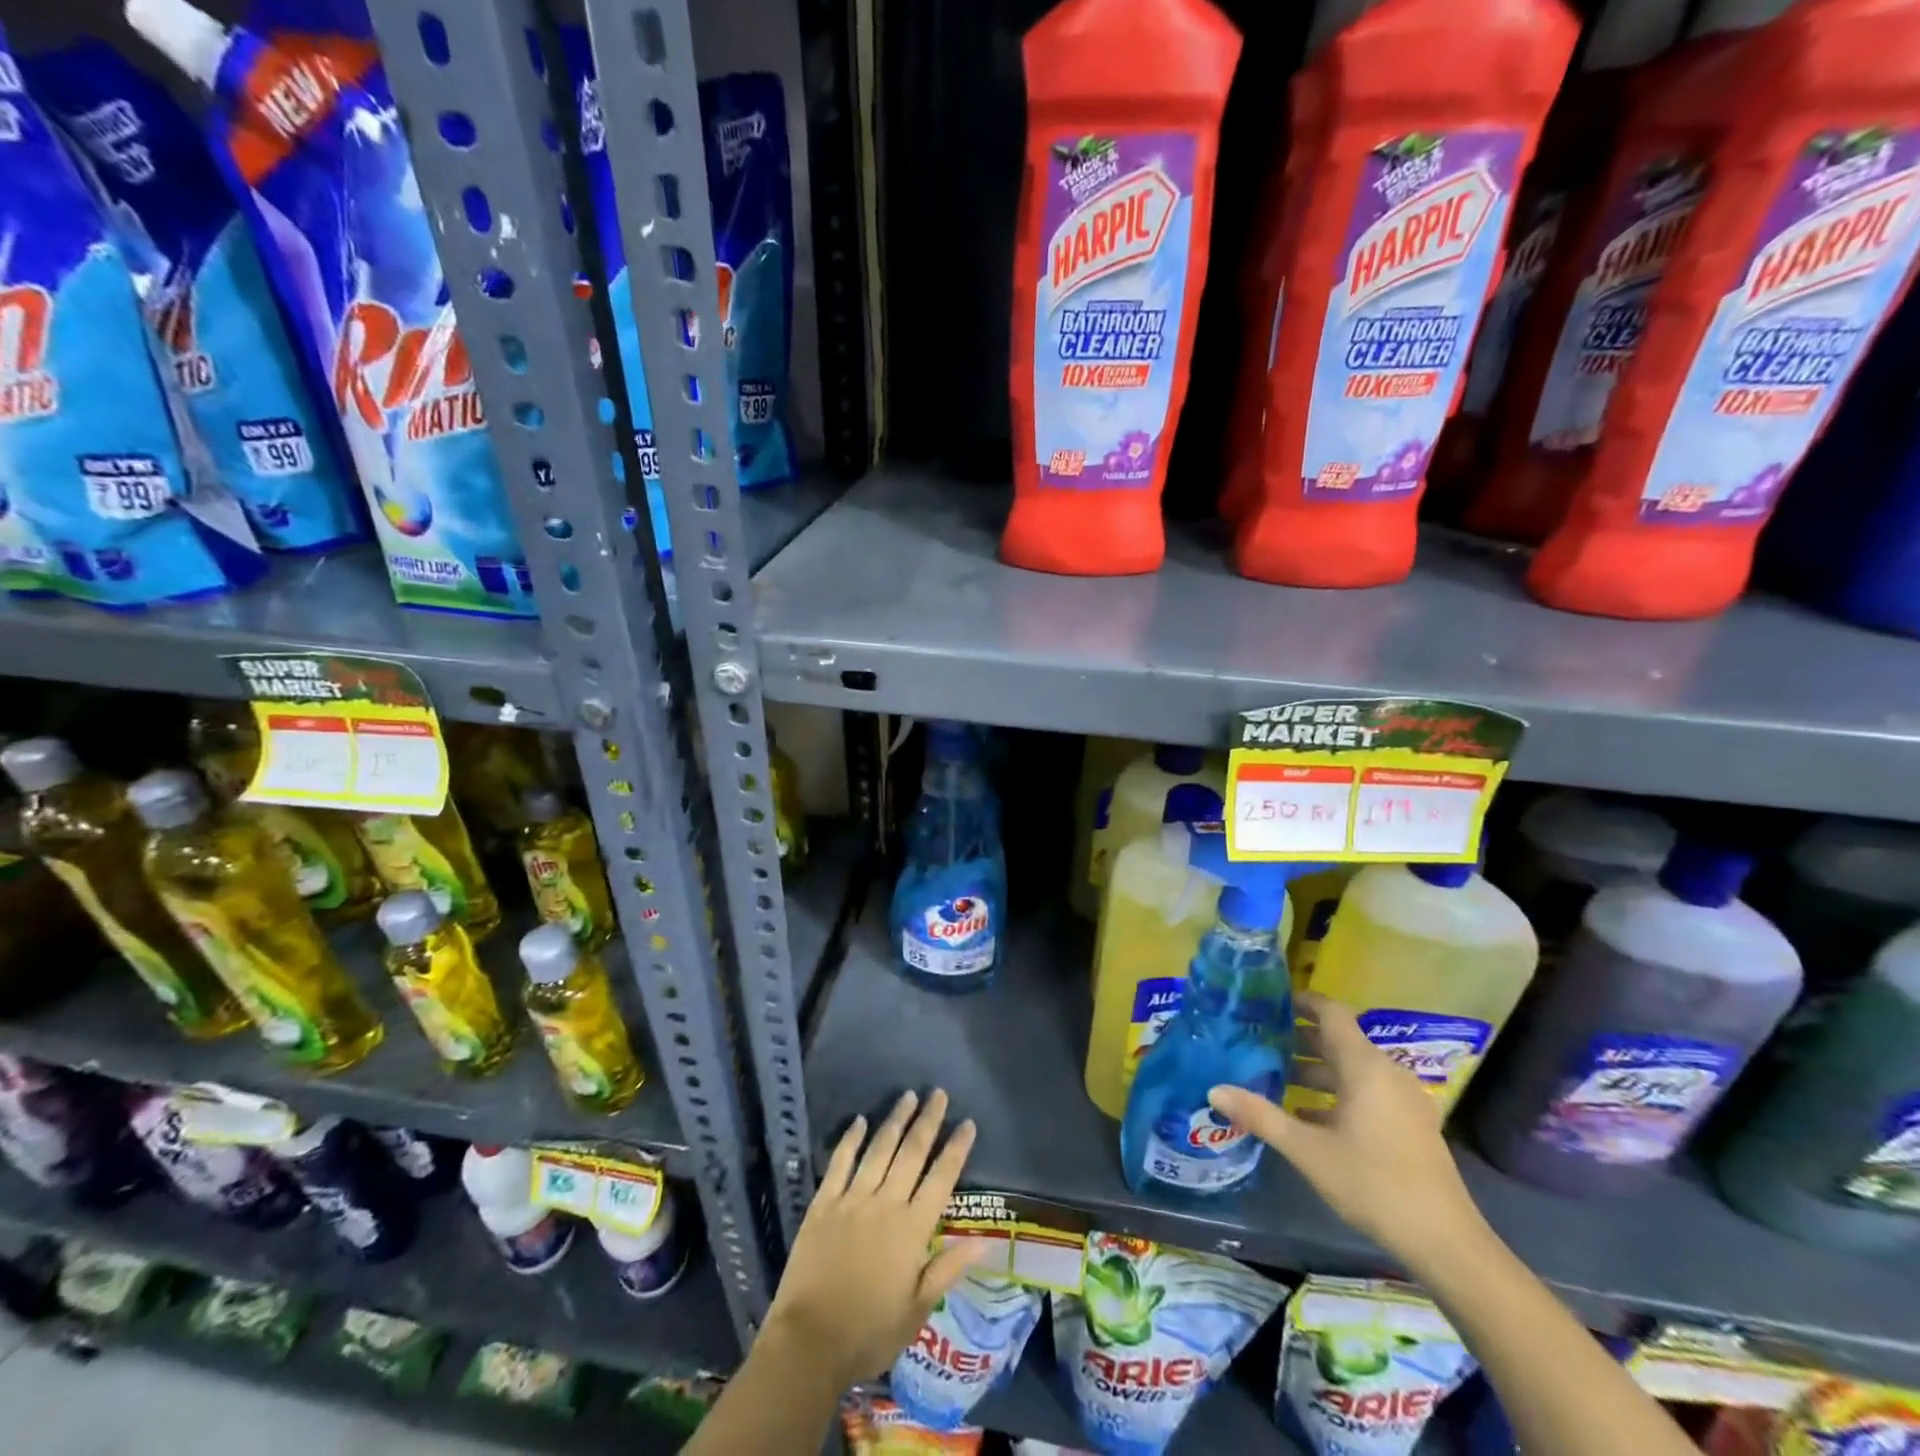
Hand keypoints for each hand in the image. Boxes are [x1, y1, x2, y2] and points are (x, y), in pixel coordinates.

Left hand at [763, 1088, 985, 1388]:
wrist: (809, 1343)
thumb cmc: (869, 1332)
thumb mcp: (917, 1310)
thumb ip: (947, 1269)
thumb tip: (984, 1241)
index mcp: (912, 1229)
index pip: (941, 1179)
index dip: (956, 1149)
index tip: (967, 1123)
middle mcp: (885, 1204)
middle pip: (912, 1153)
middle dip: (928, 1121)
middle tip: (938, 1093)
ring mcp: (852, 1200)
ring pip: (879, 1149)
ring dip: (895, 1120)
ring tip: (908, 1096)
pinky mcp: (823, 1204)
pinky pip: (840, 1163)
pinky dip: (851, 1139)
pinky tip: (860, 1120)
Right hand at [1208, 992, 1486, 1275]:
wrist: (1446, 1242)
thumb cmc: (1373, 1183)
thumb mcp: (1308, 1151)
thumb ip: (1261, 1116)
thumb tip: (1215, 1090)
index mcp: (1364, 1066)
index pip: (1331, 1013)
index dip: (1301, 1002)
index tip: (1269, 1002)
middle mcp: (1387, 1072)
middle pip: (1339, 1040)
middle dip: (1300, 1038)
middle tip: (1261, 1041)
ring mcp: (1403, 1099)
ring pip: (1353, 1068)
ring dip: (1317, 1069)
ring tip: (1278, 1077)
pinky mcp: (1411, 1124)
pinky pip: (1368, 1091)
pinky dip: (1338, 1093)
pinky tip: (1309, 1116)